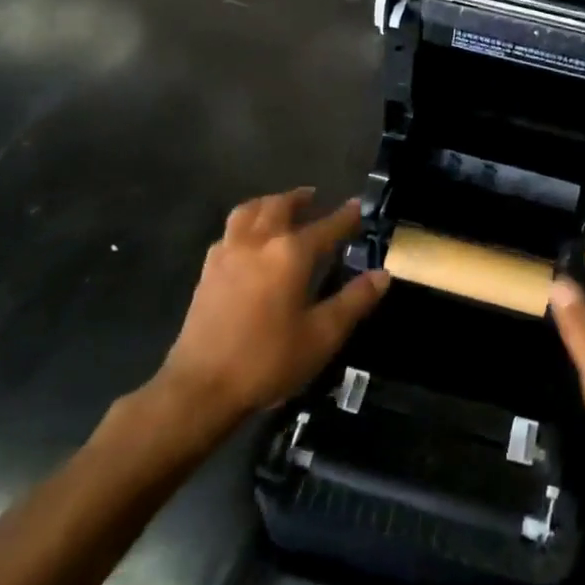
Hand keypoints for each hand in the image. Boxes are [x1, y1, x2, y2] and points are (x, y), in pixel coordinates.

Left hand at [144, 189, 387, 425]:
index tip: (358, 206)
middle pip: (279, 206)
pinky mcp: (208, 270)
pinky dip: (245, 223)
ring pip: (249, 211)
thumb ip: (354, 301)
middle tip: (314, 198)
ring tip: (280, 208)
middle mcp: (258, 242)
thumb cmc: (268, 360)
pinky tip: (249, 240)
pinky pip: (230, 231)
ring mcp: (228, 253)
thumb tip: (382, 275)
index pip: (326, 227)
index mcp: (290, 254)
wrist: (201, 387)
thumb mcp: (322, 335)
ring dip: (268, 204)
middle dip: (300, 199)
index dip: (345, 216)